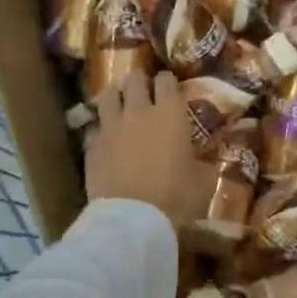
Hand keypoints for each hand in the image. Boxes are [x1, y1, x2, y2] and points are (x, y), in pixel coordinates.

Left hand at [85, 71, 214, 235]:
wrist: (133, 218)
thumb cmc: (176, 196)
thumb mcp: (202, 180)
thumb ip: (202, 162)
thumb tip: (204, 158)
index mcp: (170, 113)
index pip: (166, 80)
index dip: (167, 82)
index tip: (170, 89)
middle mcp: (139, 111)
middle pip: (134, 79)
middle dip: (139, 82)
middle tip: (144, 93)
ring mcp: (111, 126)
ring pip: (108, 95)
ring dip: (115, 97)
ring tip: (120, 105)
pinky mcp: (92, 145)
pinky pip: (95, 127)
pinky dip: (101, 129)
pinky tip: (107, 140)